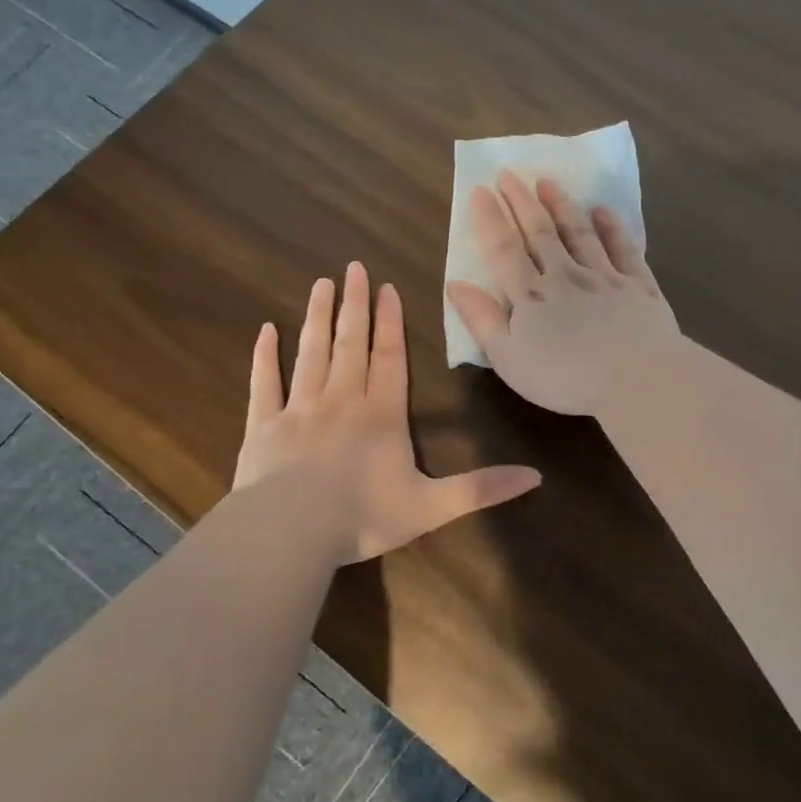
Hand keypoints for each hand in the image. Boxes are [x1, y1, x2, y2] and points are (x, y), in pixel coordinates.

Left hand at [234, 262, 541, 563]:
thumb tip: (536, 477)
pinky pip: (265, 383)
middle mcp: (341, 401)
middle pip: (350, 344)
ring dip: (317, 317)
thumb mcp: (432, 507)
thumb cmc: (362, 518)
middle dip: (354, 305)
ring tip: (320, 284)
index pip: (389, 358)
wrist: (289, 533)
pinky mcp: (263, 426)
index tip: (387, 288)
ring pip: (311, 352)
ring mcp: (299, 409)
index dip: (390, 323)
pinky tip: (266, 330)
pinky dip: (265, 356)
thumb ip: (481, 489)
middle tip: (353, 268)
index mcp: (381, 415)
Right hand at [446, 172, 678, 415]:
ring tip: (548, 182)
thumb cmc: (565, 377)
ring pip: (579, 233)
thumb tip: (455, 284)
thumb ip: (482, 320)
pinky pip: (623, 249)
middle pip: (539, 233)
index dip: (489, 220)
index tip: (480, 190)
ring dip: (562, 206)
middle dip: (522, 202)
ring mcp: (604, 277)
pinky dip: (612, 228)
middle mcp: (565, 276)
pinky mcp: (638, 286)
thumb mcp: (509, 359)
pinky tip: (603, 211)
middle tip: (510, 174)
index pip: (503, 250)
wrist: (637, 378)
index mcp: (530, 296)